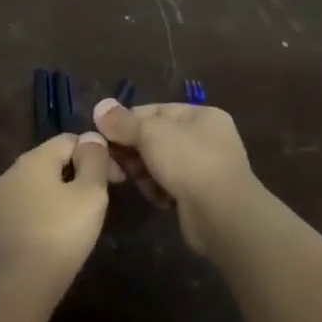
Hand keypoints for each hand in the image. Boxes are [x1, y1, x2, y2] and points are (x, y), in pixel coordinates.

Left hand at [0, 133, 111, 305]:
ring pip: (32, 189)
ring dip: (55, 197)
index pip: (68, 140)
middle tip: (97, 203)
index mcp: (31, 160)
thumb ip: (94, 161)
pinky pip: (20, 213)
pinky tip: (50, 240)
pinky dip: (38, 217)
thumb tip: (91, 138)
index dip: (96, 153)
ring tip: (76, 223)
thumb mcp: (90, 195)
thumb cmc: (60, 235)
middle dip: (75, 175)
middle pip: (48, 163)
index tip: (115, 180)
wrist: (16, 288)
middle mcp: (7, 175)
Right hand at [92, 99, 256, 254]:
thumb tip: (100, 106)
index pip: (155, 111)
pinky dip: (158, 189)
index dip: (127, 121)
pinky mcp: (198, 196)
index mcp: (201, 116)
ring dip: (143, 172)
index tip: (103, 134)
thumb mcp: (150, 133)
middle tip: (114, 162)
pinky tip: (156, 197)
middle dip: (132, 149)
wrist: (222, 215)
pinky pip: (167, 185)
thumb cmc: (189, 162)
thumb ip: (123, 121)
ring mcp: (204, 169)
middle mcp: (206, 139)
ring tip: (137, 181)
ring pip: (158, 163)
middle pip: (155, 138)